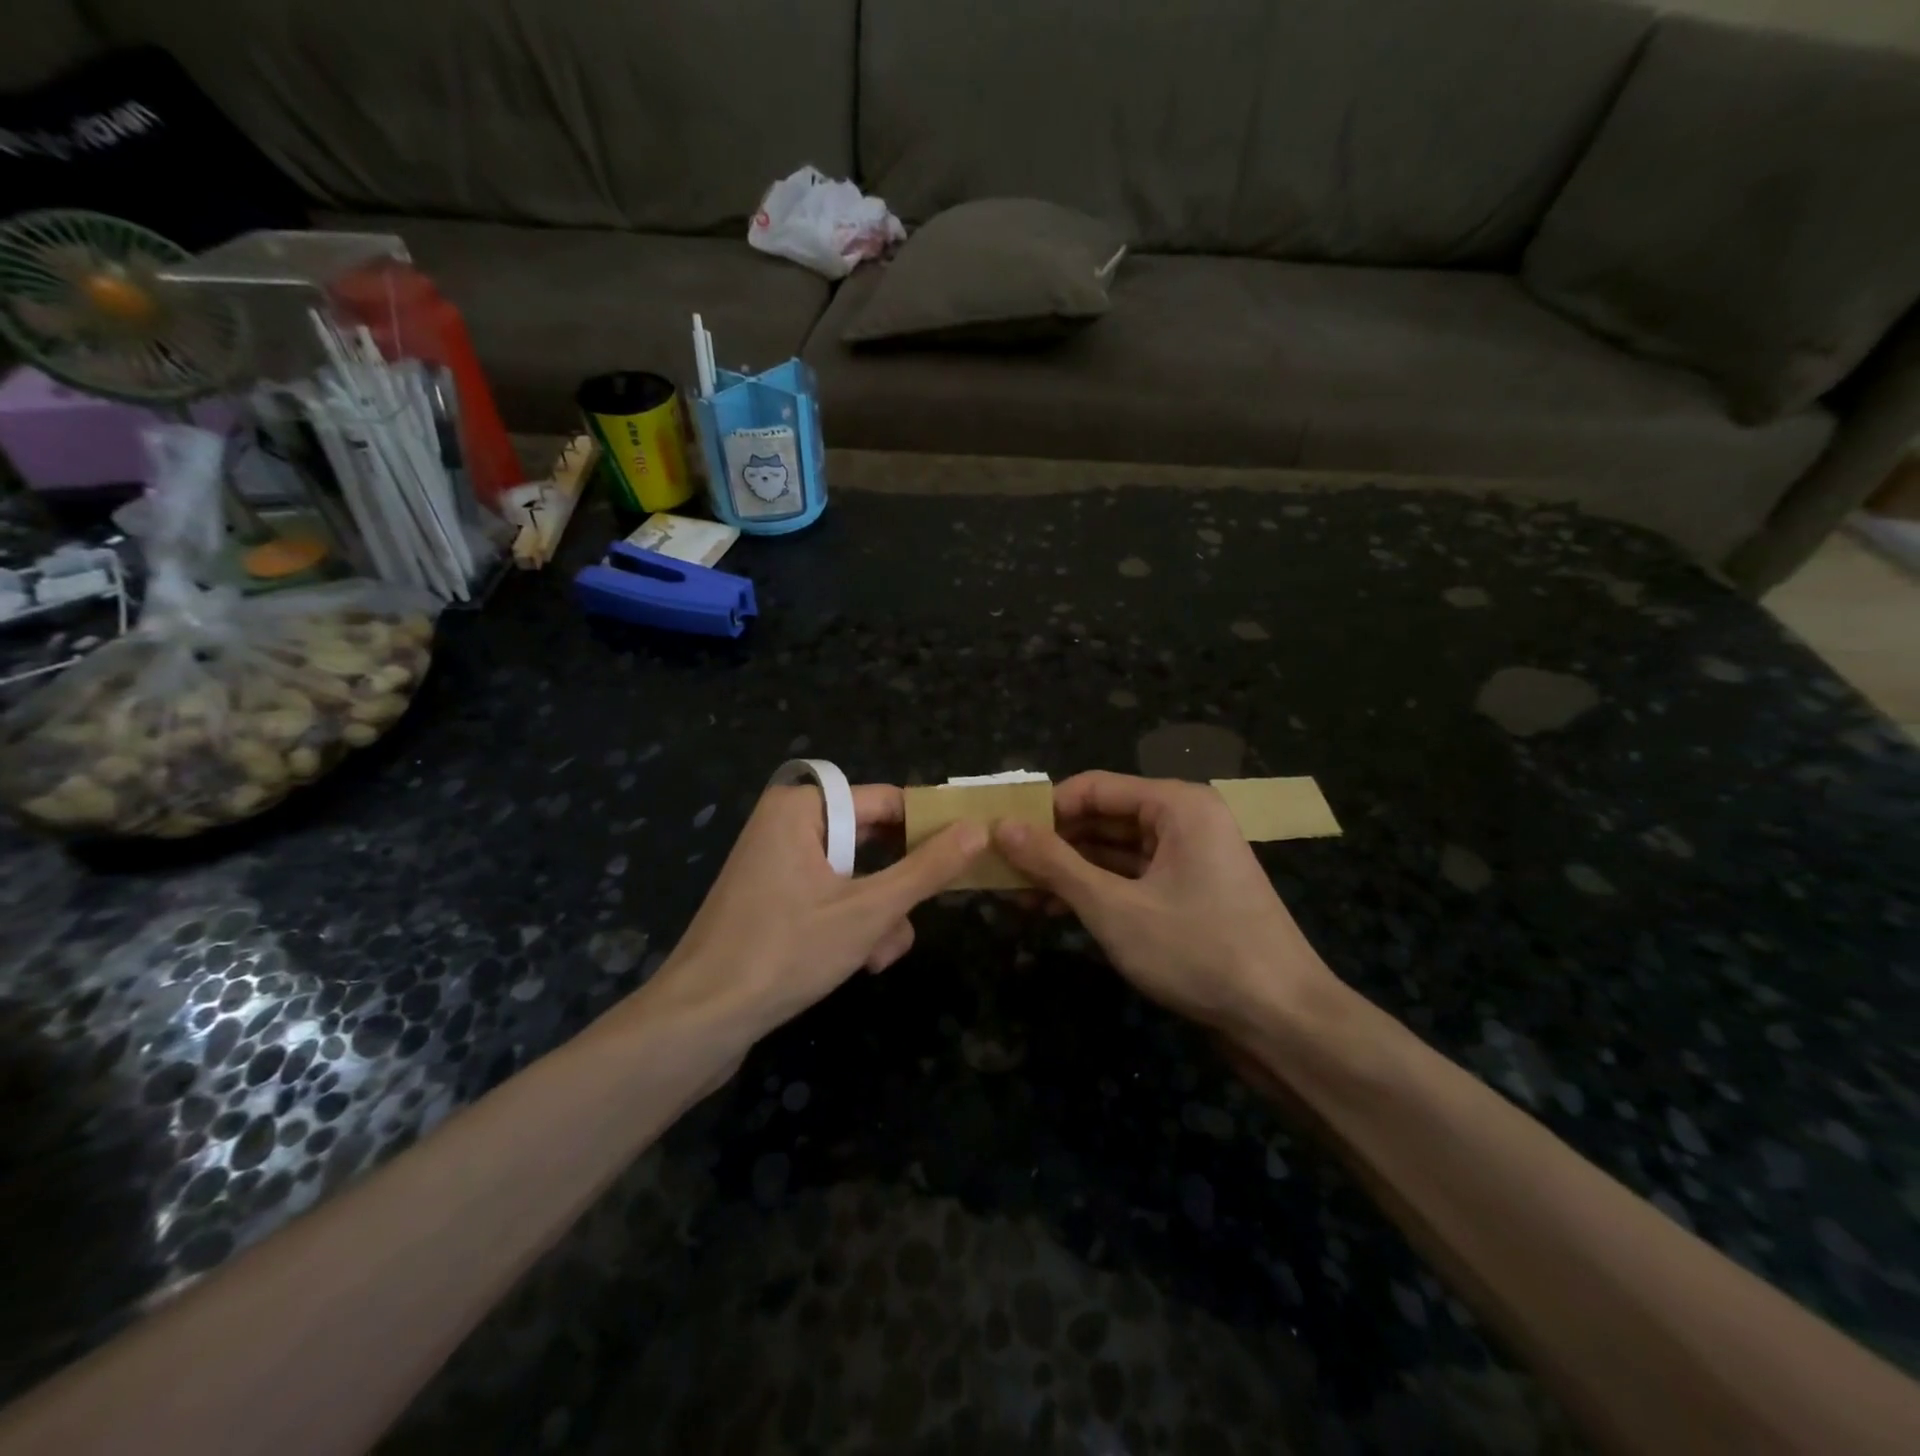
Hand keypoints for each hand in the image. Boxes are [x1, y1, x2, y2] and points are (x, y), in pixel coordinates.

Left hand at [645, 783, 986, 1043]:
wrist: (700, 1020)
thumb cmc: (786, 951)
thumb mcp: (869, 910)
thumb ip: (926, 869)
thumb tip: (978, 829)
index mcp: (802, 808)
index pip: (886, 802)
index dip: (929, 828)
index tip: (967, 856)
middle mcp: (787, 824)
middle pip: (871, 841)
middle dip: (898, 887)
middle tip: (920, 916)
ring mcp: (776, 862)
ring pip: (855, 875)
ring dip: (879, 913)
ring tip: (880, 956)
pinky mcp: (772, 897)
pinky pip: (828, 894)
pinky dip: (851, 923)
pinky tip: (862, 961)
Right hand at [994, 771, 1339, 1035]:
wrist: (1284, 1021)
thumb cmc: (1199, 952)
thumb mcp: (1114, 907)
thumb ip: (1055, 864)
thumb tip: (1001, 827)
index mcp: (1176, 804)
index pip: (1093, 787)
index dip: (1044, 810)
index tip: (999, 836)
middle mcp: (1185, 820)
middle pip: (1103, 817)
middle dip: (1053, 844)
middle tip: (1001, 870)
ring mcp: (1190, 858)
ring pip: (1115, 851)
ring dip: (1069, 871)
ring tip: (1017, 895)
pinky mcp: (1190, 892)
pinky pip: (1132, 877)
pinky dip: (1096, 890)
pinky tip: (1056, 910)